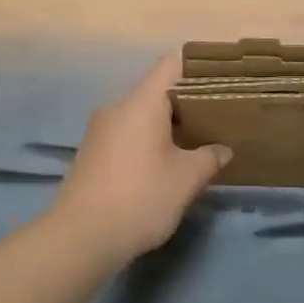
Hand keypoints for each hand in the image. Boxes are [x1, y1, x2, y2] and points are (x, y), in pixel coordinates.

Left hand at [46, 56, 231, 267]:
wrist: (81, 237)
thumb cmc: (141, 197)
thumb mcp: (186, 179)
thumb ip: (209, 158)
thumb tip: (223, 150)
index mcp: (142, 102)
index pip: (171, 65)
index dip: (196, 69)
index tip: (218, 85)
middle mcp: (117, 107)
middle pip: (156, 91)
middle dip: (185, 104)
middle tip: (212, 121)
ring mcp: (99, 130)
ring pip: (139, 115)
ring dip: (164, 126)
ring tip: (190, 145)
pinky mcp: (90, 152)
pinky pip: (125, 134)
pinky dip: (145, 141)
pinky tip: (160, 166)